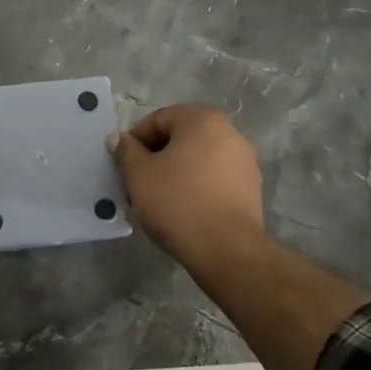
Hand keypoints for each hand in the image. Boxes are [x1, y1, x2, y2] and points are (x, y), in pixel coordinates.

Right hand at [109, 105, 264, 267]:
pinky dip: (195, 187)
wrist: (227, 249)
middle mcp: (229, 132)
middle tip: (137, 183)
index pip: (158, 119)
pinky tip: (182, 210)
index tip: (123, 164)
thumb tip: (119, 138)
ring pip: (197, 160)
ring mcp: (245, 161)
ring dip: (175, 173)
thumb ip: (126, 151)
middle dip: (155, 157)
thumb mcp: (139, 174)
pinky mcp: (251, 189)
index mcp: (202, 119)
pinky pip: (213, 179)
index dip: (135, 140)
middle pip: (180, 138)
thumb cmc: (178, 202)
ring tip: (157, 200)